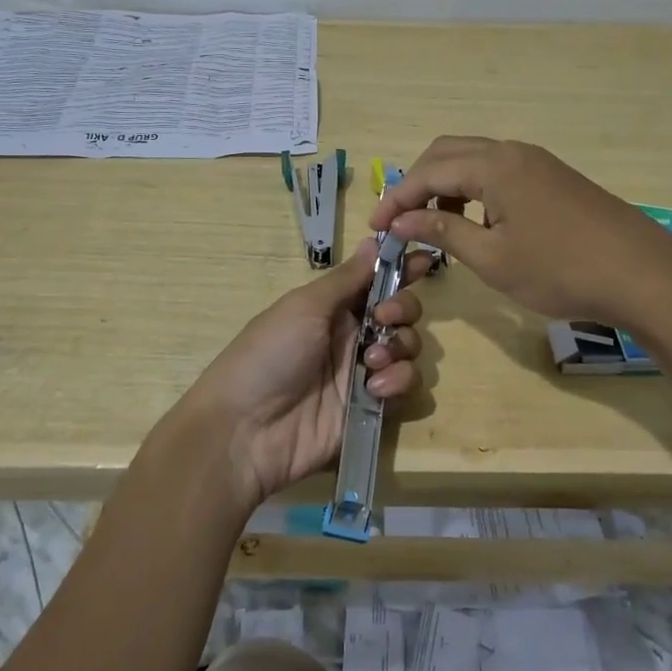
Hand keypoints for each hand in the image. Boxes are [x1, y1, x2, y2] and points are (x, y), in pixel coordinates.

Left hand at [172, 237, 427, 513]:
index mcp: (333, 307)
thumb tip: (374, 240)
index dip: (400, 269)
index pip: (376, 281)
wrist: (246, 430)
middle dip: (403, 309)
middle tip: (384, 318)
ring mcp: (363, 373)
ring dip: (401, 348)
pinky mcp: (372, 408)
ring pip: (409, 349)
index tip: (424, 260)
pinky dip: (398, 383)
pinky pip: (406, 388)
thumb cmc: (269, 354)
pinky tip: (374, 389)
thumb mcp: (304, 307)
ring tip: (372, 361)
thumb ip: (346, 278)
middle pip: (402, 313)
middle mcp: (352, 335)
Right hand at [368, 136, 671, 327]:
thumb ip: (443, 231)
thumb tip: (401, 219)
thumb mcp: (492, 258)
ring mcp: (538, 162)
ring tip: (435, 224)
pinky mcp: (554, 178)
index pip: (428, 172)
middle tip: (401, 220)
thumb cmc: (560, 269)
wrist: (642, 274)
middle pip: (448, 153)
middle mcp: (513, 152)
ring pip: (475, 160)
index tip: (376, 228)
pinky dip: (475, 190)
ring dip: (446, 185)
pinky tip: (478, 222)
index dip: (396, 198)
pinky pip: (499, 171)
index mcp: (494, 165)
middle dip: (417, 183)